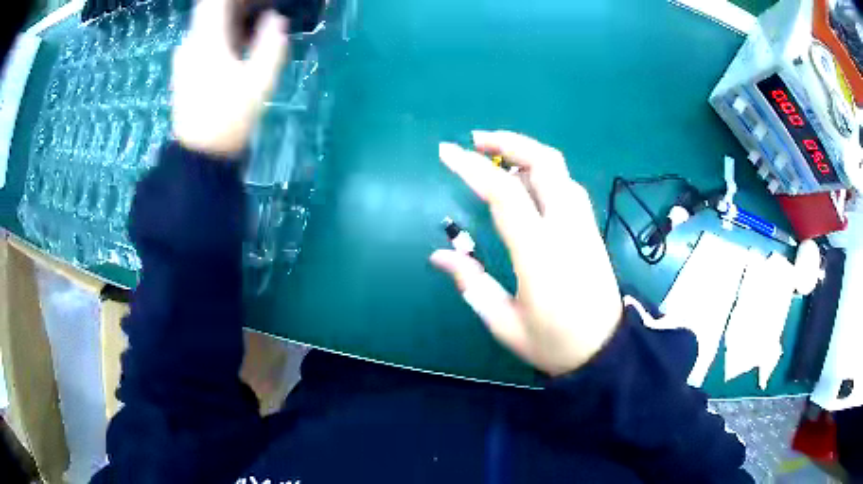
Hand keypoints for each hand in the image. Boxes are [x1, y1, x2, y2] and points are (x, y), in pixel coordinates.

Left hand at [172, 0, 288, 156]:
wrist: (201, 155)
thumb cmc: (230, 116)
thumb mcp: (260, 80)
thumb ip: (271, 43)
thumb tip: (275, 18)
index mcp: (207, 41)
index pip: (215, 2)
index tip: (253, 1)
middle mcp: (190, 45)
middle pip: (209, 11)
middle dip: (232, 6)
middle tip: (257, 8)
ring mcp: (183, 60)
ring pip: (204, 25)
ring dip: (225, 19)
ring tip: (249, 22)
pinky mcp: (183, 73)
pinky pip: (200, 41)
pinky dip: (217, 34)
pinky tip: (234, 43)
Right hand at [432, 131, 622, 375]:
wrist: (605, 352)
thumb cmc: (553, 344)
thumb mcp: (504, 324)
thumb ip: (472, 285)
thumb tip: (440, 254)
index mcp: (539, 253)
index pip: (505, 193)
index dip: (472, 167)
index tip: (446, 152)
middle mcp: (566, 228)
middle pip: (544, 163)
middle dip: (509, 141)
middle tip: (476, 140)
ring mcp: (584, 226)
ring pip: (560, 170)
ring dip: (528, 153)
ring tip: (497, 157)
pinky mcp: (592, 231)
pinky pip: (568, 187)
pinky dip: (545, 172)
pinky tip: (527, 182)